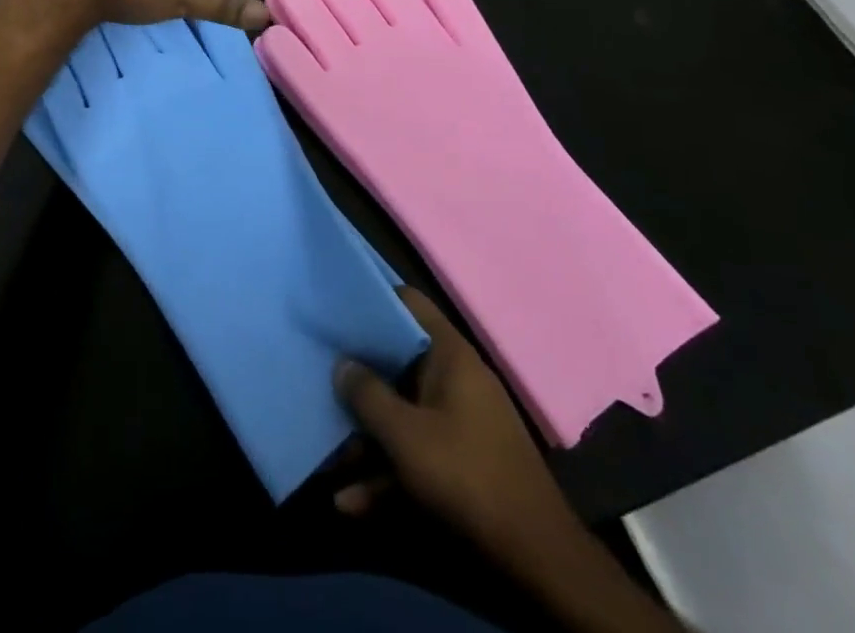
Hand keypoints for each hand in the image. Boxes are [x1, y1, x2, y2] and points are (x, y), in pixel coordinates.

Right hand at [335, 287, 584, 569]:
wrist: (535, 556)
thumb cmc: (465, 473)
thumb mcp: (405, 434)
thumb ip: (368, 394)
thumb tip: (342, 363)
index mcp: (450, 354)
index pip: (409, 303)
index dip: (373, 298)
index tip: (336, 304)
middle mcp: (455, 379)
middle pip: (398, 363)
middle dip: (358, 380)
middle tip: (319, 378)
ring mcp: (459, 423)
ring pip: (402, 416)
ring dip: (366, 440)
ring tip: (326, 460)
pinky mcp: (460, 464)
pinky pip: (415, 455)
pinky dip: (386, 474)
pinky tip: (349, 503)